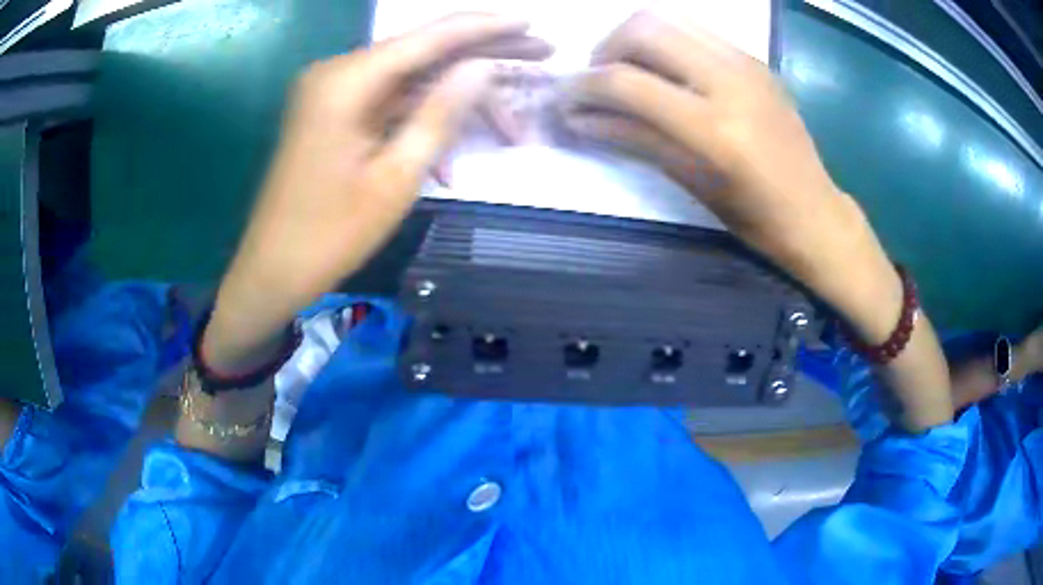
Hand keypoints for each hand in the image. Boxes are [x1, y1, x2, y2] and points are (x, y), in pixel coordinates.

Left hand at [204, 14, 551, 369]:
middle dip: (483, 57)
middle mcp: (338, 73)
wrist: (273, 270)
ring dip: (457, 105)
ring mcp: (334, 94)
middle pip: (423, 53)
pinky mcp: (334, 115)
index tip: (531, 21)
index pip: (430, 37)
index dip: (485, 27)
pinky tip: (451, 167)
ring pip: (411, 83)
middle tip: (540, 52)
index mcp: (347, 81)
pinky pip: (389, 108)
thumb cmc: (330, 234)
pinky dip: (422, 127)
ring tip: (511, 128)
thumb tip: (483, 66)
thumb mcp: (397, 176)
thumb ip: (441, 112)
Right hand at [560, 12, 898, 337]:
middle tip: (598, 80)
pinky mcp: (754, 59)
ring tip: (627, 69)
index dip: (583, 87)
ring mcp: (746, 62)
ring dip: (634, 37)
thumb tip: (579, 118)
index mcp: (715, 128)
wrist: (815, 212)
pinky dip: (666, 40)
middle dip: (605, 49)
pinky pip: (695, 29)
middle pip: (644, 27)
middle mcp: (731, 79)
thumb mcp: (691, 183)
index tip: (566, 100)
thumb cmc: (755, 217)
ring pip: (668, 17)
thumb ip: (634, 140)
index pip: (626, 82)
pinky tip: (664, 70)